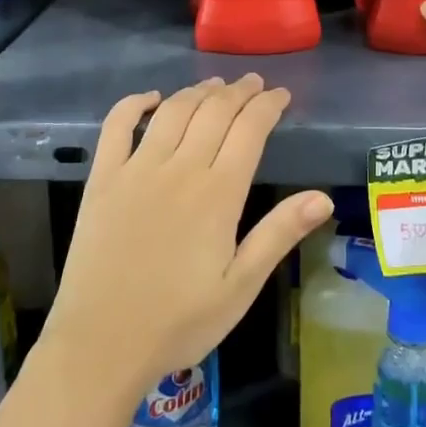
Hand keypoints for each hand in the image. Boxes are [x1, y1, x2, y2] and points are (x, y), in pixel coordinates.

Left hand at [40, 75, 332, 398]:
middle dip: (238, 92)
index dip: (268, 106)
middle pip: (214, 112)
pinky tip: (151, 98)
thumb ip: (279, 234)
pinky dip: (135, 104)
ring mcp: (136, 170)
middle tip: (254, 83)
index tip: (282, 95)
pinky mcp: (102, 179)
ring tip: (215, 85)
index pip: (250, 130)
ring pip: (173, 112)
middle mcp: (179, 169)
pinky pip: (117, 126)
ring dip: (197, 91)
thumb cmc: (179, 321)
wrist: (102, 343)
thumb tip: (324, 197)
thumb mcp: (241, 286)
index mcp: (218, 194)